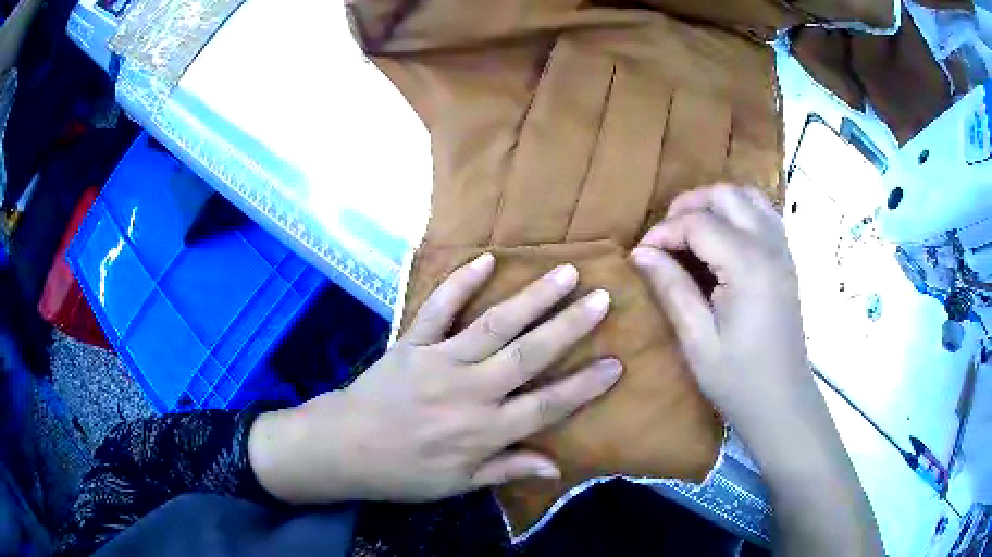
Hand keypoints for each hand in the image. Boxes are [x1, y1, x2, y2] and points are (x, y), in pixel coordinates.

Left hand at [249, 253, 621, 504]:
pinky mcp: (412, 342)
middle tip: (602, 298)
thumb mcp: (458, 484)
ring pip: (495, 325)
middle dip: (569, 327)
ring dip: (532, 298)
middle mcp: (470, 391)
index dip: (583, 386)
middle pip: (529, 355)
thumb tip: (556, 467)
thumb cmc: (404, 472)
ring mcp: (440, 361)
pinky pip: (438, 308)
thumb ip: (506, 469)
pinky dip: (459, 283)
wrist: (343, 448)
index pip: (546, 406)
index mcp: (483, 430)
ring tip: (564, 272)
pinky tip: (485, 260)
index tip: (616, 363)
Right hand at [631, 184, 811, 436]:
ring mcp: (783, 250)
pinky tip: (723, 239)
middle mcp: (769, 246)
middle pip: (726, 195)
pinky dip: (739, 213)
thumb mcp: (697, 340)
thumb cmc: (738, 378)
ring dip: (716, 204)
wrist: (782, 401)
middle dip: (690, 205)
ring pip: (749, 197)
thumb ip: (671, 288)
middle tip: (666, 236)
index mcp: (747, 265)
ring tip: (693, 230)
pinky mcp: (787, 259)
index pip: (698, 223)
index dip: (664, 232)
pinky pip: (764, 214)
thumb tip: (641, 253)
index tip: (641, 254)